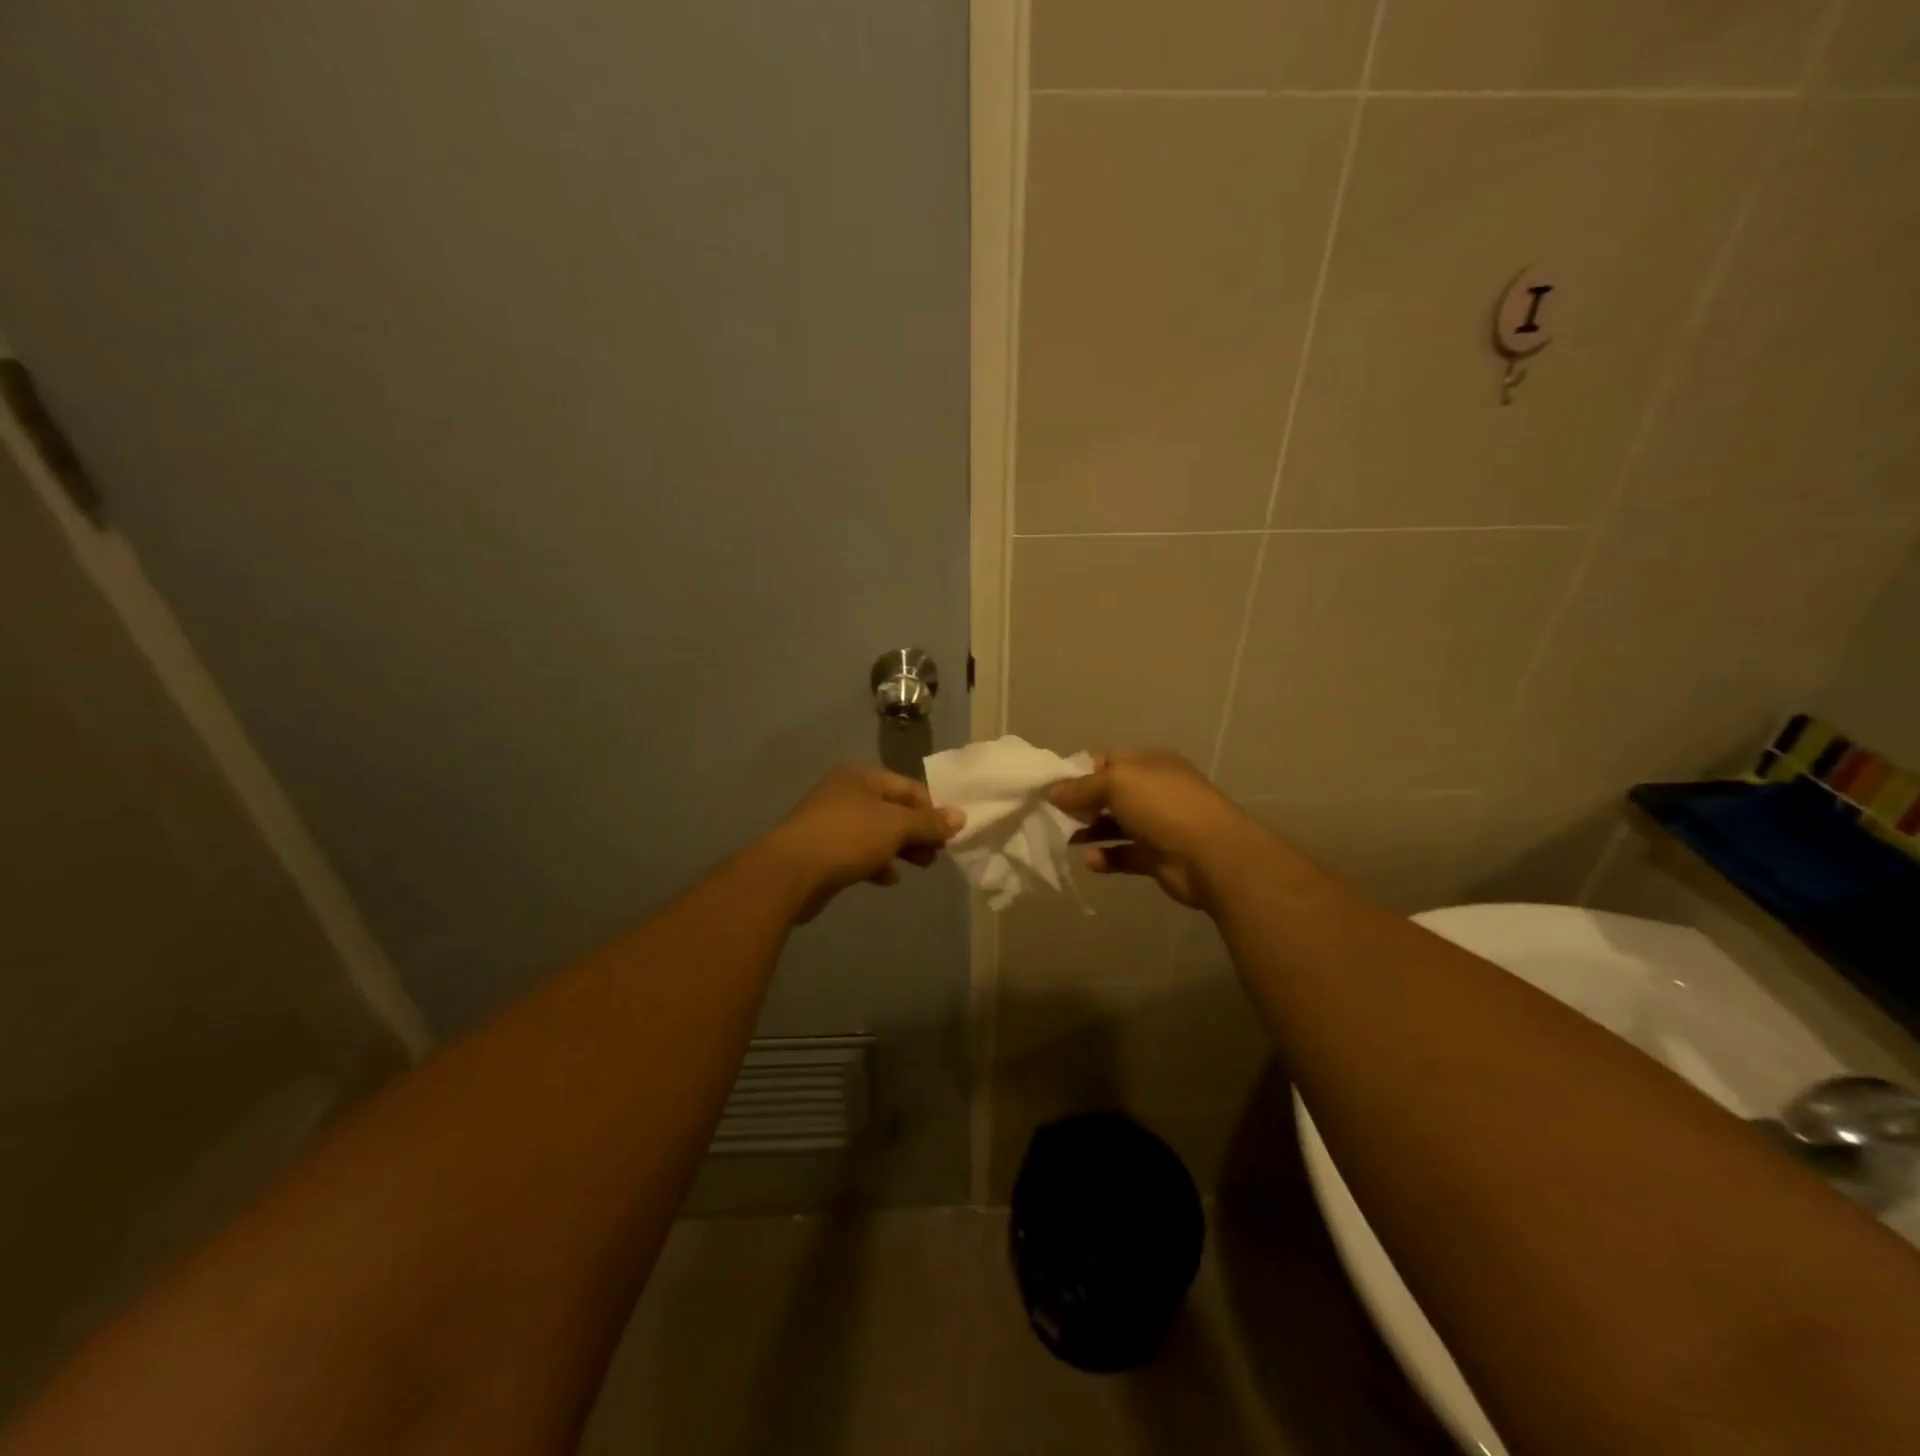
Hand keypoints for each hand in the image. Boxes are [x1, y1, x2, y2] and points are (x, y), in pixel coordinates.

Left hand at [766, 765, 964, 922]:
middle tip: (937, 854)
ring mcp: (830, 821)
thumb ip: (929, 822)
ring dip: (900, 848)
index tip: (950, 834)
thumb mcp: (895, 827)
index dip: (933, 809)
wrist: (789, 872)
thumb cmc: (847, 838)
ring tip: (921, 866)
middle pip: (893, 809)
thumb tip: (960, 816)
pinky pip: (858, 851)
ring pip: (876, 831)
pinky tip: (889, 878)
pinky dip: (876, 861)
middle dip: (917, 831)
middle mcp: (845, 792)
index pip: (909, 787)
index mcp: (861, 777)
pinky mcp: (822, 849)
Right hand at [1047, 749, 1257, 909]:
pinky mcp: (1157, 857)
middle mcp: (1154, 791)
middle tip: (1051, 814)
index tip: (1051, 786)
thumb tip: (1052, 791)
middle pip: (1109, 794)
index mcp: (1149, 764)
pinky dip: (1106, 858)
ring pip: (1115, 825)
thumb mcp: (1117, 782)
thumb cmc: (1163, 806)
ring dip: (1089, 831)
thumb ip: (1082, 787)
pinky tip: (1090, 861)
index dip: (1079, 771)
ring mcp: (1157, 825)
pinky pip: (1124, 855)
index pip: (1107, 760)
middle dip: (1080, 803)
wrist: (1212, 855)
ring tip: (1064, 838)